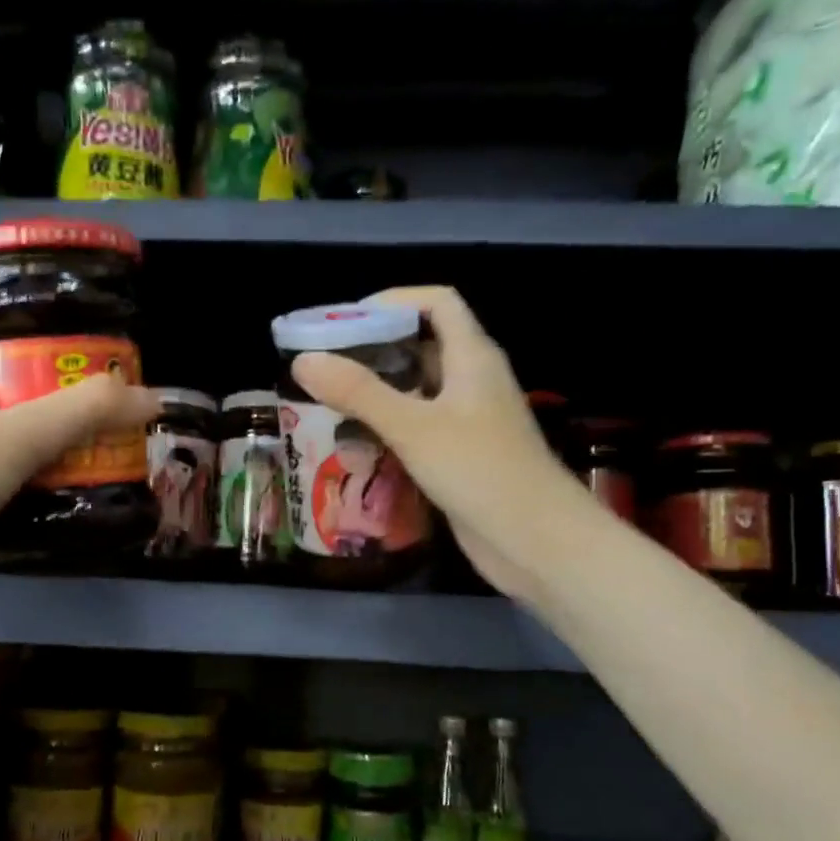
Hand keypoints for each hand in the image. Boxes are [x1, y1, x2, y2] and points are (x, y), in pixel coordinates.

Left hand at [0, 368, 158, 637]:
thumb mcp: (19, 432)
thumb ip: (88, 411)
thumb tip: (155, 398)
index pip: (27, 373)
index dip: (75, 379)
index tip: (123, 392)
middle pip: (40, 423)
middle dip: (87, 433)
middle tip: (138, 439)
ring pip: (40, 469)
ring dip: (80, 474)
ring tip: (135, 474)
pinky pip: (36, 509)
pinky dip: (65, 510)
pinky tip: (105, 512)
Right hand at [289, 287, 588, 596]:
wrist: (536, 540)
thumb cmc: (479, 471)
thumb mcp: (413, 427)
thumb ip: (358, 392)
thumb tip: (303, 360)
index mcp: (473, 356)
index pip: (438, 303)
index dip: (394, 300)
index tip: (345, 320)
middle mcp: (474, 380)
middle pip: (423, 344)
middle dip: (375, 348)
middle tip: (325, 364)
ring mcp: (470, 420)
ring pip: (419, 389)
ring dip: (379, 390)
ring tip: (330, 400)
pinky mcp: (463, 455)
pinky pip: (421, 426)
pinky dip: (390, 426)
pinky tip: (357, 442)